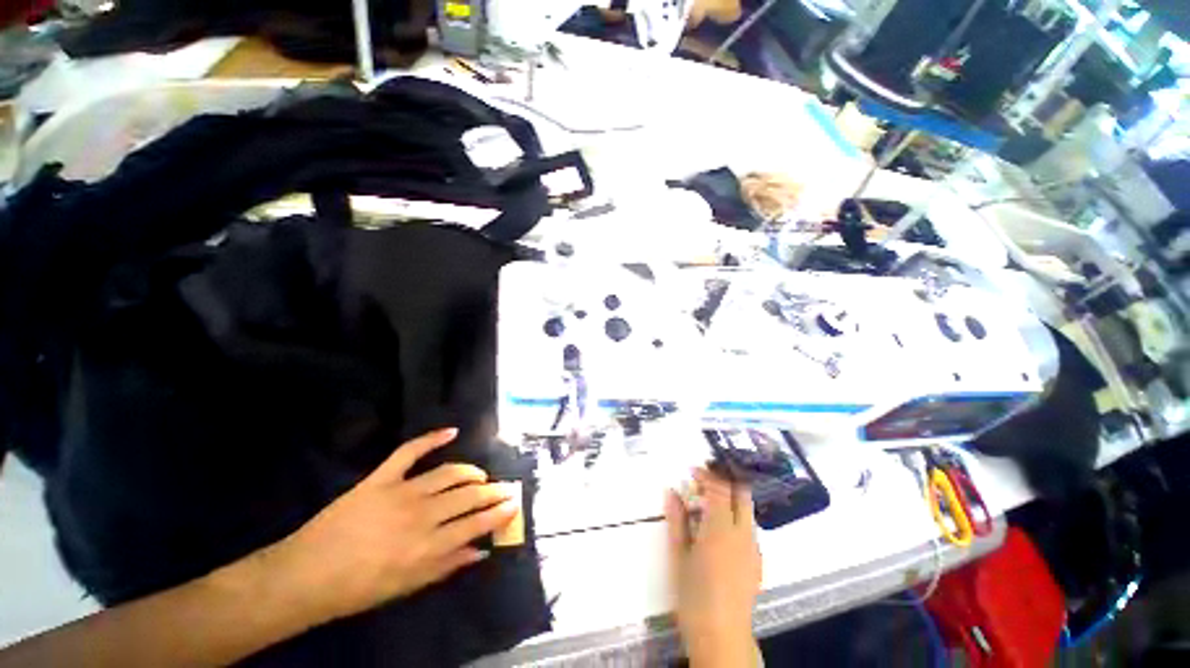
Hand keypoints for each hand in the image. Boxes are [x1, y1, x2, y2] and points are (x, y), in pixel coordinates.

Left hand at [273, 428, 518, 621]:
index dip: (498, 513)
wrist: (306, 575)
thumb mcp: (407, 587)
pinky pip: (410, 451)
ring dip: (470, 472)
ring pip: (449, 473)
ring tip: (480, 475)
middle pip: (468, 496)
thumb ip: (446, 567)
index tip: (513, 504)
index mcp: (428, 546)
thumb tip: (480, 551)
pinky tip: (451, 431)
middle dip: (492, 491)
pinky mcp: (381, 478)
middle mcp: (422, 515)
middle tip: (505, 488)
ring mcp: (402, 492)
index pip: (475, 524)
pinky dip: (431, 438)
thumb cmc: (358, 588)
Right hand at [666, 468, 761, 666]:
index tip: (692, 471)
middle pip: (741, 493)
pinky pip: (749, 528)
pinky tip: (719, 530)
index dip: (706, 475)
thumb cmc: (693, 596)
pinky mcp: (758, 561)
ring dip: (729, 498)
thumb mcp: (678, 555)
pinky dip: (735, 517)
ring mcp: (754, 548)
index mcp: (720, 529)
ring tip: (708, 504)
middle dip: (724, 480)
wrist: (721, 637)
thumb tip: (672, 492)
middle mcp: (743, 533)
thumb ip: (677, 520)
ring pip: (746, 509)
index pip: (719, 488)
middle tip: (703, 481)